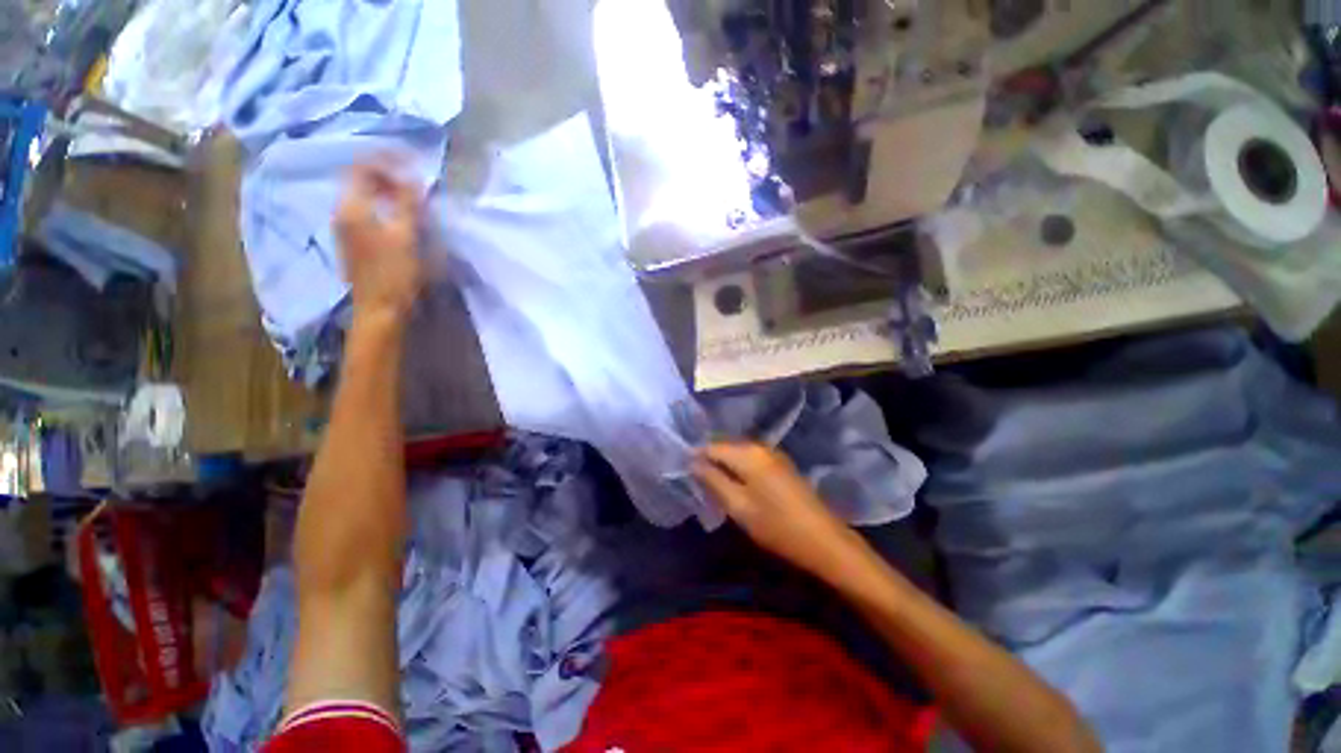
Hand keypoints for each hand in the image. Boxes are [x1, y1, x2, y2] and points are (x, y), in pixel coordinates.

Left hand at [335, 161, 423, 324]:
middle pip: (359, 181)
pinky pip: (364, 212)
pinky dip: (381, 206)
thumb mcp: (406, 236)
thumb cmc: (395, 273)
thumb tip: (412, 177)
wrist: (380, 309)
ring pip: (362, 197)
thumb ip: (408, 204)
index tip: (409, 160)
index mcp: (351, 208)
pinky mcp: (353, 242)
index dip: (385, 160)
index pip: (362, 169)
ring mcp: (344, 229)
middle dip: (385, 176)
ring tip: (408, 197)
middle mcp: (342, 213)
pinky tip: (398, 217)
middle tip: (412, 181)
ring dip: (384, 192)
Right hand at [694, 442, 866, 582]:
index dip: (695, 458)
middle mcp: (759, 446)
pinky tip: (735, 487)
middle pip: (724, 447)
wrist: (824, 541)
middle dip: (709, 462)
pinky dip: (738, 470)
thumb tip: (692, 462)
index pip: (710, 446)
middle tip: (697, 484)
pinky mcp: (780, 464)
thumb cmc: (777, 526)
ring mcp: (772, 454)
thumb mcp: (738, 506)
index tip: (683, 475)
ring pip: (737, 453)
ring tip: (712, 487)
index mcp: (747, 453)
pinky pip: (749, 460)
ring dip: (723, 467)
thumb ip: (712, 480)